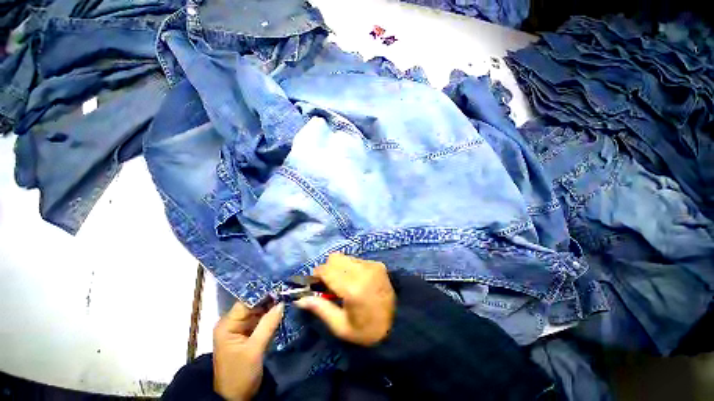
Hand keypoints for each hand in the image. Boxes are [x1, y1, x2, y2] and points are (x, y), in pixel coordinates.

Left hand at [213, 300, 283, 400]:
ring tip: (289, 296)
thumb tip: (282, 303)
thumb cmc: (240, 374)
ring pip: (259, 311)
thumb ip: (268, 324)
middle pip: (254, 304)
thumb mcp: (254, 350)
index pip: (247, 301)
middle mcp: (233, 322)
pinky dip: (271, 316)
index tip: (282, 286)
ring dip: (273, 306)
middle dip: (271, 298)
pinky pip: (261, 320)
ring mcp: (241, 328)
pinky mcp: (249, 334)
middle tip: (289, 290)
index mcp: (228, 324)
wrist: (235, 399)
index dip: (264, 293)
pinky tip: (284, 309)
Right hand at [294, 253, 395, 345]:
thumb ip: (320, 309)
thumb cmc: (367, 330)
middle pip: (335, 258)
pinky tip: (356, 280)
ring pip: (345, 257)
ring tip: (344, 283)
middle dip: (327, 269)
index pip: (326, 270)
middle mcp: (362, 271)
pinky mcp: (378, 264)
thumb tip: (300, 299)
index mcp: (352, 288)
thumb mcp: (341, 327)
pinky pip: (356, 259)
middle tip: (330, 285)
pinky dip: (350, 267)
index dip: (317, 275)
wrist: (399, 324)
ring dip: (339, 267)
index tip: (316, 285)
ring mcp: (372, 265)